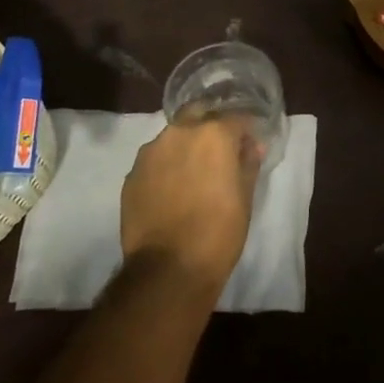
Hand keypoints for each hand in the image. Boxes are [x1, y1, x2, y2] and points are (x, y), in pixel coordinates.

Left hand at [120, 117, 262, 294]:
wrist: (168, 268)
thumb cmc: (219, 231)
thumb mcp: (245, 197)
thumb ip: (248, 164)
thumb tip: (252, 147)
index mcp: (213, 134)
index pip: (236, 118)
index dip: (245, 131)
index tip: (249, 146)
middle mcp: (179, 133)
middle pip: (198, 115)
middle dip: (211, 126)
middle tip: (220, 152)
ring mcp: (150, 153)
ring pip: (173, 137)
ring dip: (186, 146)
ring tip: (193, 172)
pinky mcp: (131, 174)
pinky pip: (155, 160)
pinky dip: (167, 167)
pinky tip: (172, 190)